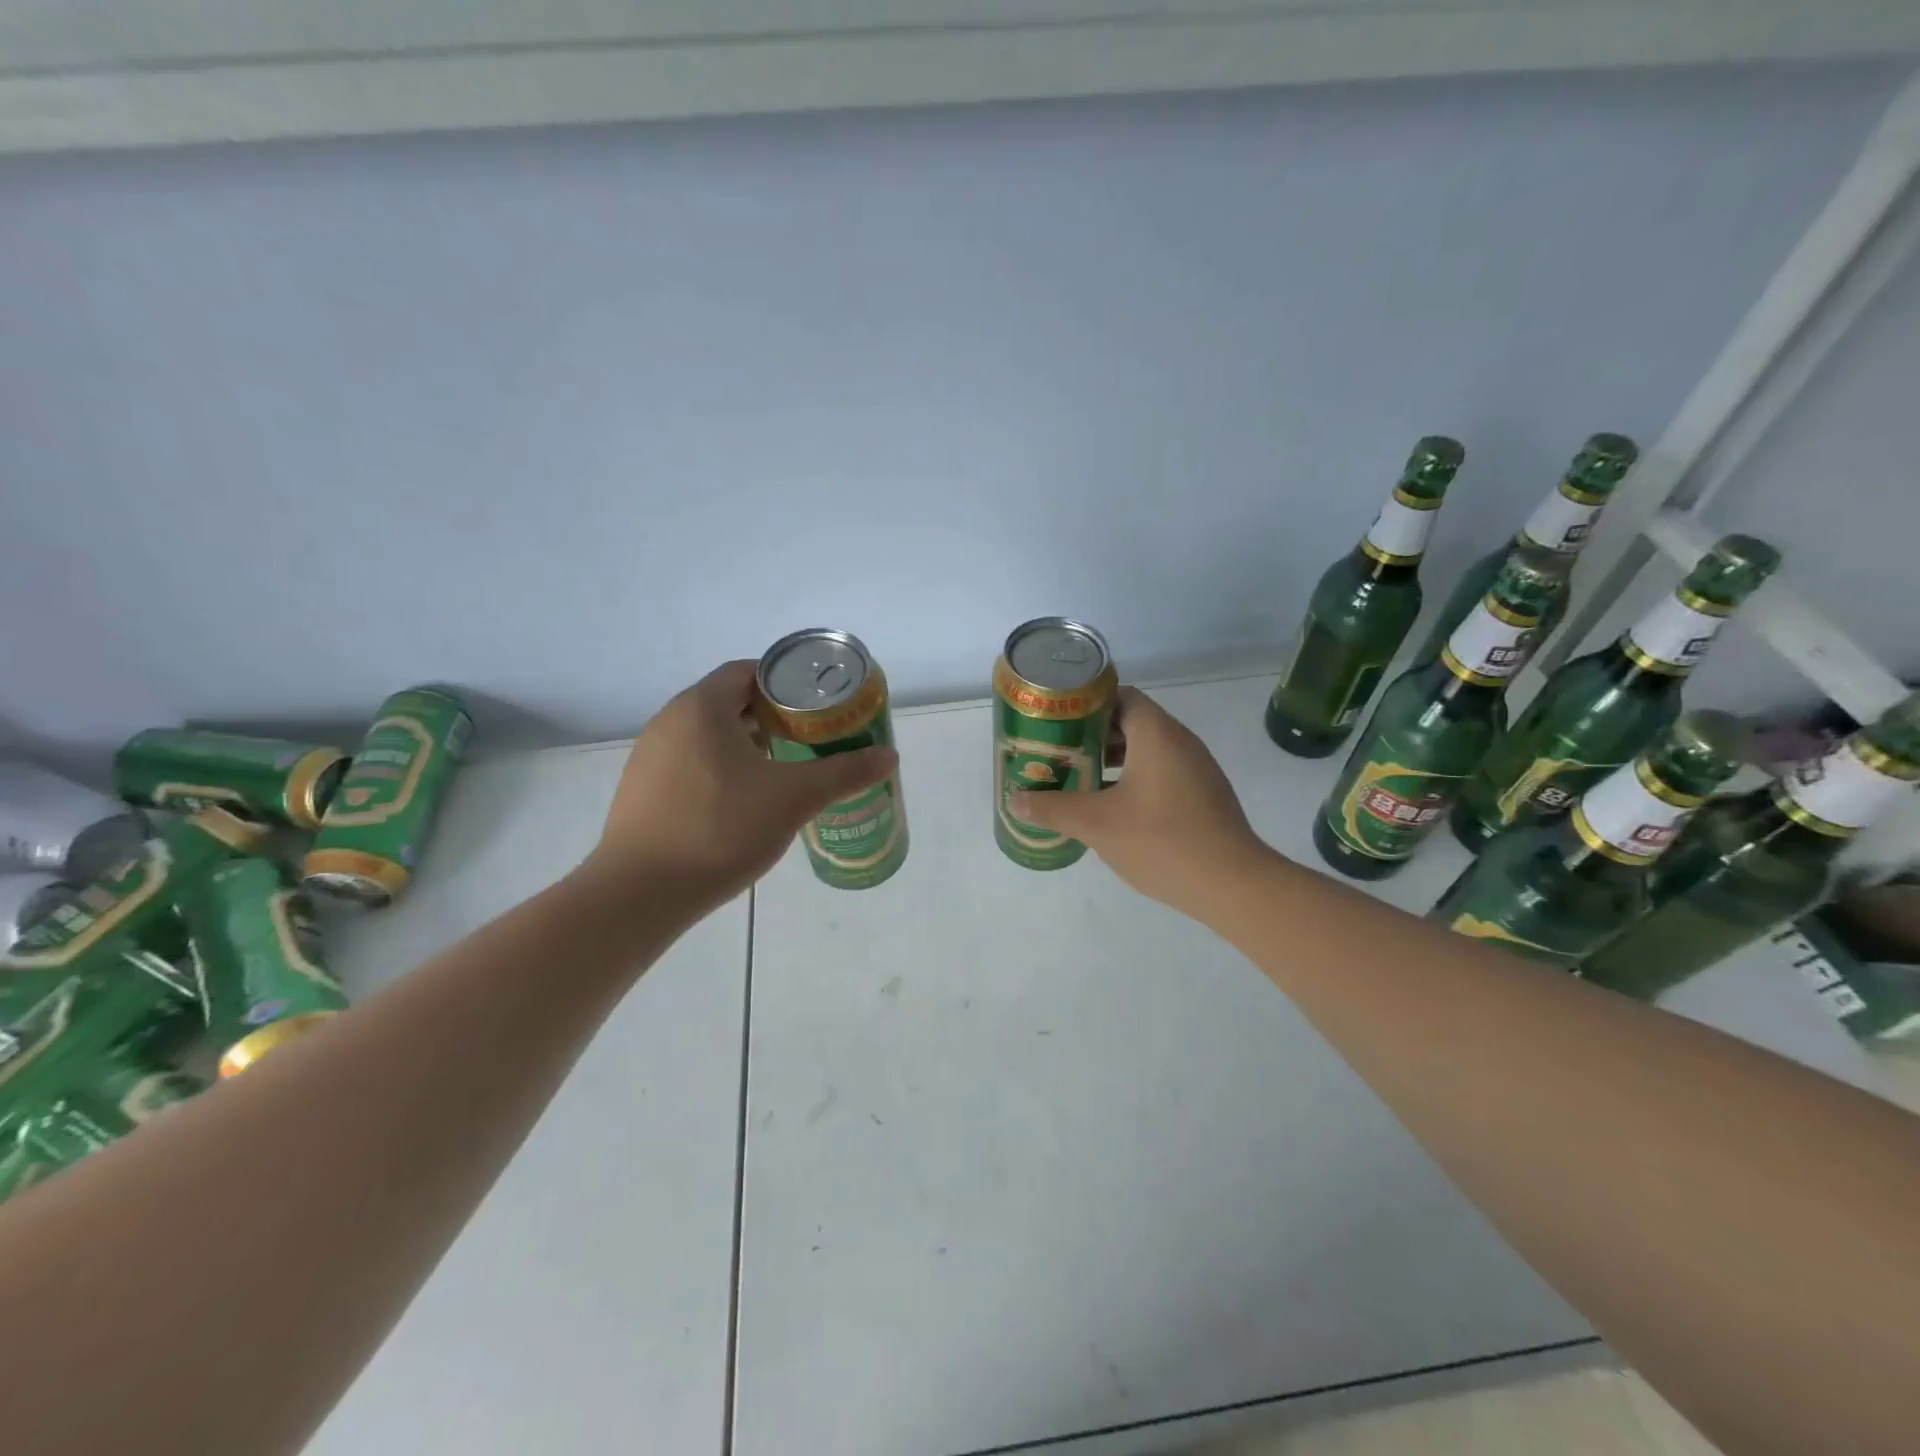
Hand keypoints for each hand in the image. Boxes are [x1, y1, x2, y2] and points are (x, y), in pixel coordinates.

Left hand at [580, 661, 896, 913]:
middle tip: (809, 740)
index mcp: (702, 707)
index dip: (786, 684)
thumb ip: (844, 773)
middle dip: (771, 717)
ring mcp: (649, 757)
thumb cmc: (721, 829)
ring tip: (782, 772)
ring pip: (708, 736)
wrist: (641, 893)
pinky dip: (720, 770)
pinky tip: (742, 805)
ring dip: (746, 746)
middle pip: (729, 702)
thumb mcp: (794, 798)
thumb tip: (890, 757)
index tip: (817, 707)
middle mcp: (670, 721)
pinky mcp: (641, 791)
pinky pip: (689, 764)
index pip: (748, 672)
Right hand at [1009, 687, 1266, 920]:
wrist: (1232, 884)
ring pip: (1147, 750)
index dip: (1085, 704)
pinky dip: (1134, 778)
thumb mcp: (1096, 824)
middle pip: (1131, 722)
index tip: (1056, 720)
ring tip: (1077, 777)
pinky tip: (1112, 806)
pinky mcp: (1203, 795)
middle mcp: (1180, 742)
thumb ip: (1053, 808)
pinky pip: (1162, 772)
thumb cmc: (1161, 841)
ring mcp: (1196, 769)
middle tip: (1058, 751)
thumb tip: (1015, 801)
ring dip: (1112, 760)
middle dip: (1092, 735)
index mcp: (1157, 734)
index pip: (1119, 695)